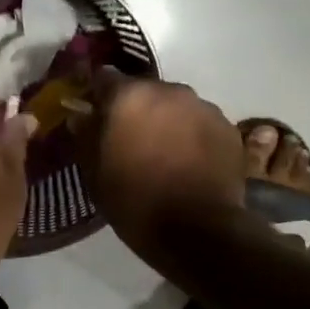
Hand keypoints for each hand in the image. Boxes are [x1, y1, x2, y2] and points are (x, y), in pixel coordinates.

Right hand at [70, 68, 243, 262]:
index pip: (104, 78)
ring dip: (166, 121)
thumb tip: (81, 116)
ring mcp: (203, 107)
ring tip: (164, 154)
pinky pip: (201, 124)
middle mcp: (168, 90)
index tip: (94, 113)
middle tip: (130, 139)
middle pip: (144, 91)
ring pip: (176, 106)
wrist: (197, 230)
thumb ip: (85, 136)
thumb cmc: (133, 200)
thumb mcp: (93, 172)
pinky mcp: (228, 128)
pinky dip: (193, 136)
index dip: (97, 95)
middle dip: (135, 109)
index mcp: (128, 96)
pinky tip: (189, 163)